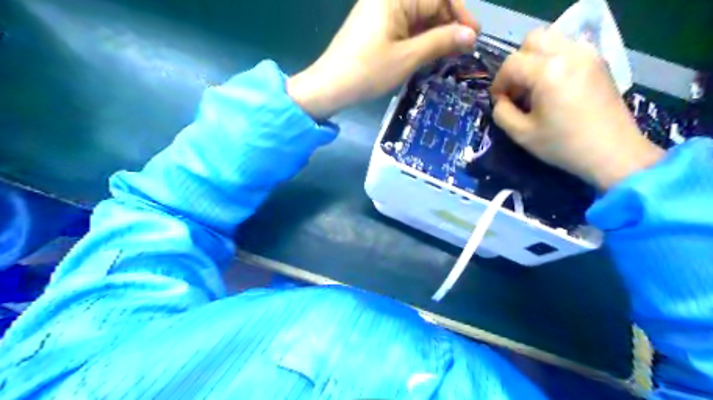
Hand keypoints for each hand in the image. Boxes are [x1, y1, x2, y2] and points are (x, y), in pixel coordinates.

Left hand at [287, 0, 477, 118]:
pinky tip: (428, 55)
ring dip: (435, 35)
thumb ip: (441, 42)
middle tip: (462, 51)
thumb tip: (471, 35)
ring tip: (448, 56)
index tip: (474, 38)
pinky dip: (419, 40)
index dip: (460, 15)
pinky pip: (405, 27)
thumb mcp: (408, 58)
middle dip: (448, 26)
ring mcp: (380, 12)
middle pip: (429, 5)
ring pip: (418, 18)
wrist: (329, 87)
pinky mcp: (375, 27)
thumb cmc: (367, 72)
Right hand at [490, 28, 662, 189]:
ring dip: (535, 59)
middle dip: (517, 64)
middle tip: (516, 88)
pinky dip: (553, 60)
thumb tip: (501, 100)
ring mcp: (588, 54)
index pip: (512, 63)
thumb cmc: (563, 145)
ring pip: (551, 40)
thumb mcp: (521, 134)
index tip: (499, 101)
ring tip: (534, 86)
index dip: (499, 82)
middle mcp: (569, 54)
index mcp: (548, 72)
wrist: (612, 152)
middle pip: (532, 40)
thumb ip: (501, 112)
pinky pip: (568, 48)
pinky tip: (553, 85)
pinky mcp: (598, 61)